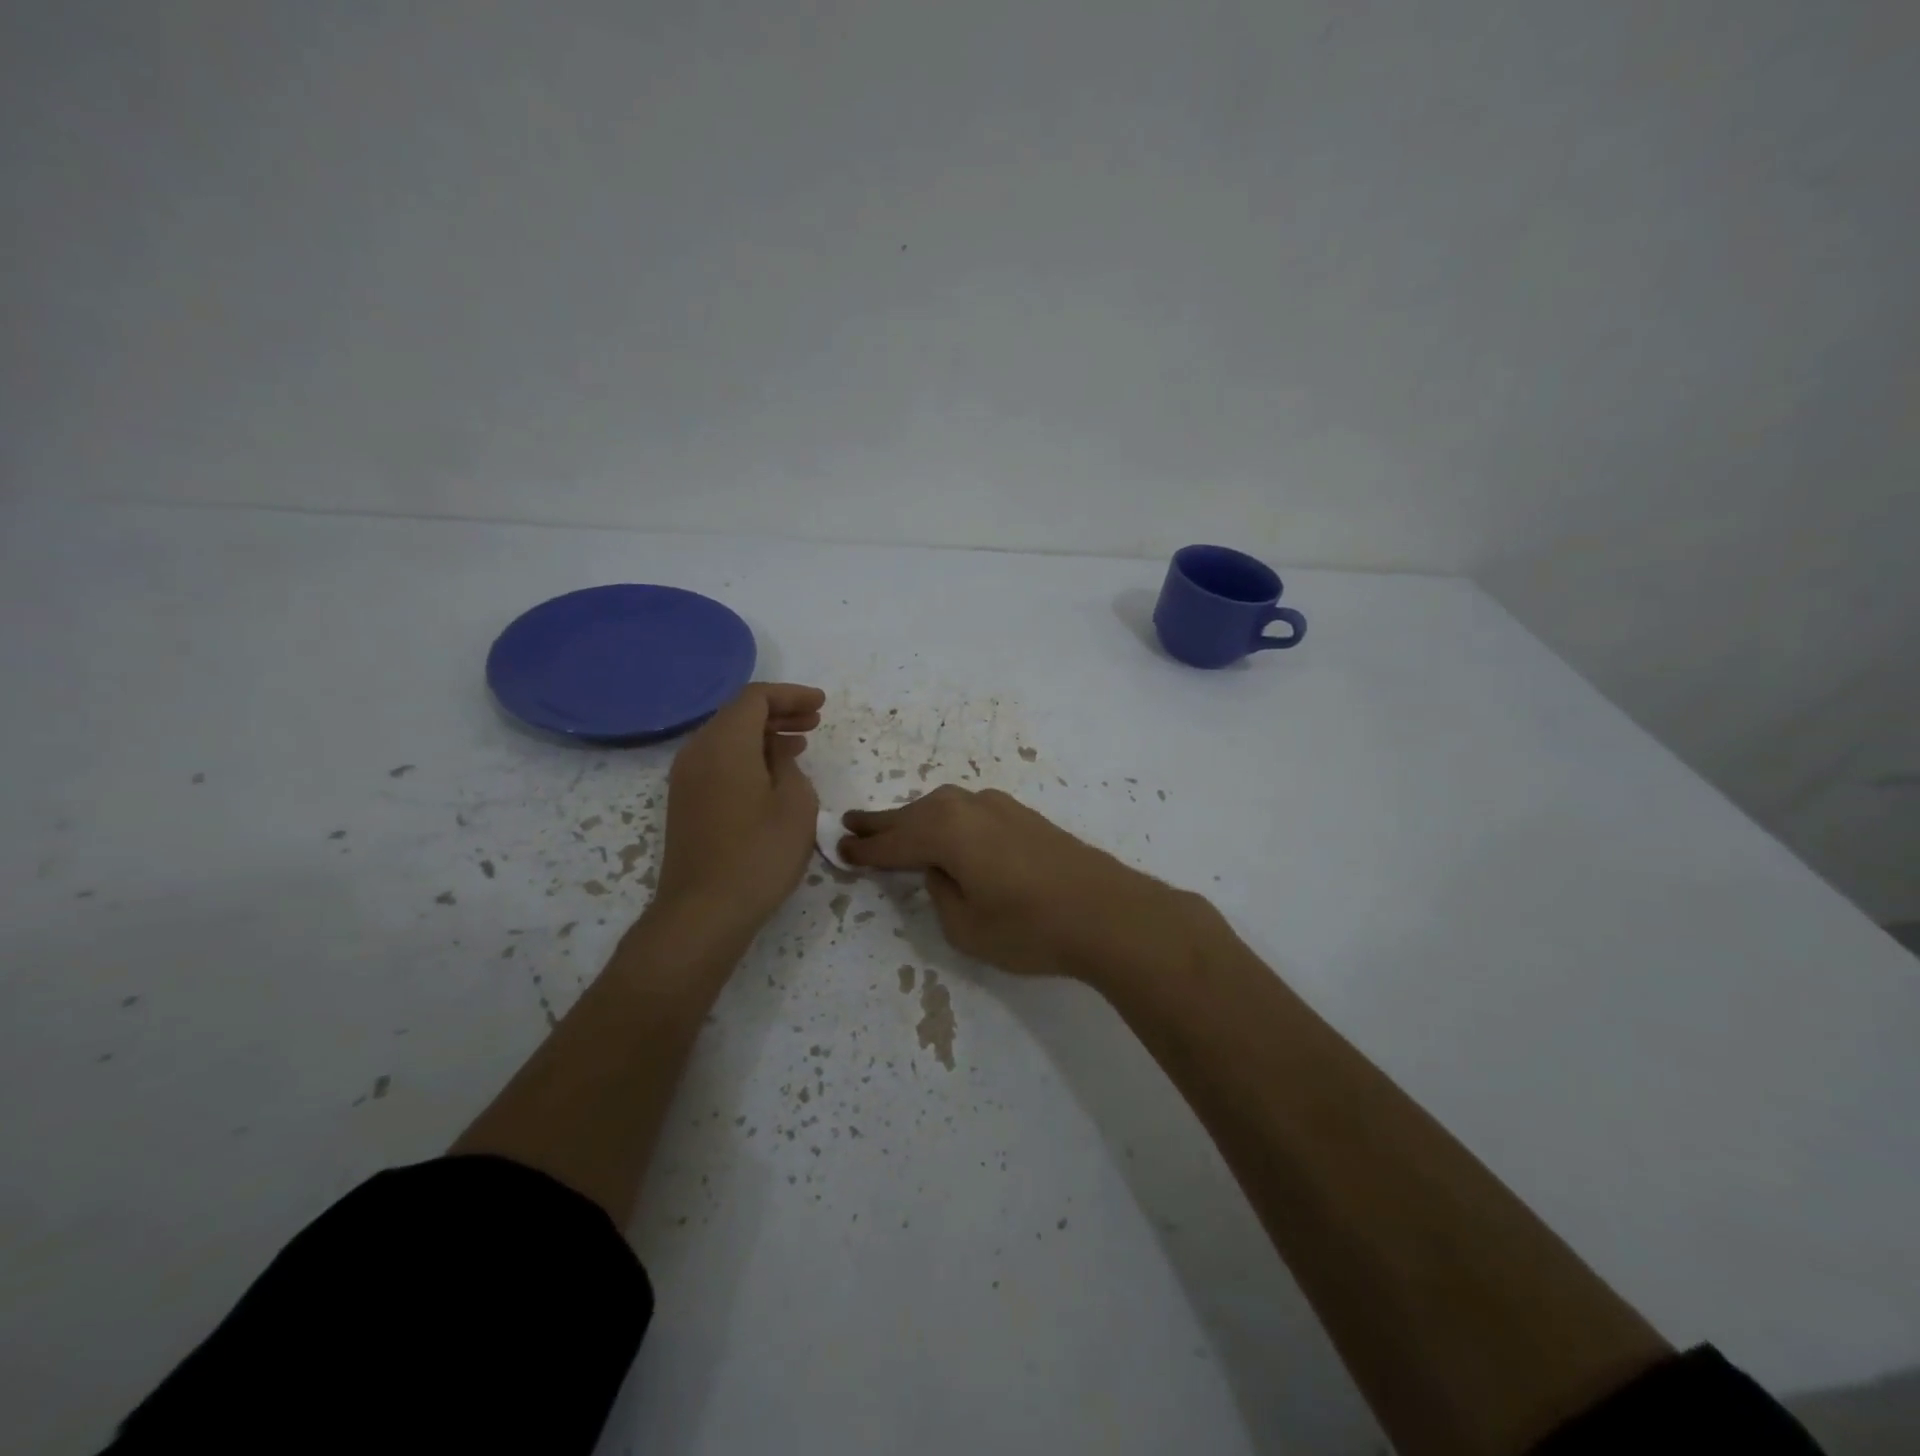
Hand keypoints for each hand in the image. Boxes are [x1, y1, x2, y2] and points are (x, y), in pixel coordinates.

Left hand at [654, 683, 823, 934]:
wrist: (705, 911)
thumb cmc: (759, 854)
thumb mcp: (795, 803)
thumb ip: (788, 765)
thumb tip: (776, 755)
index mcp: (725, 743)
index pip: (755, 698)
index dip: (791, 695)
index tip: (821, 704)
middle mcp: (698, 751)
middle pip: (737, 714)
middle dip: (778, 712)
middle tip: (815, 721)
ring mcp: (686, 778)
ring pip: (727, 738)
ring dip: (764, 735)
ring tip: (800, 743)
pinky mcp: (686, 802)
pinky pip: (718, 761)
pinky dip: (748, 756)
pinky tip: (773, 774)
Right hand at [839, 786, 1204, 984]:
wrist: (1107, 911)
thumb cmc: (1029, 927)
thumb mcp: (965, 926)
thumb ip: (940, 892)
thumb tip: (940, 870)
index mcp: (945, 832)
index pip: (892, 842)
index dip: (864, 849)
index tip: (838, 848)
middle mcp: (967, 807)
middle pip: (913, 815)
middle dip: (881, 823)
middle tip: (851, 822)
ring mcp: (998, 806)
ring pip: (941, 809)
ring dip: (914, 819)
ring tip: (891, 827)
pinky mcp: (1021, 814)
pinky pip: (967, 812)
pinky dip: (946, 821)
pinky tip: (945, 831)